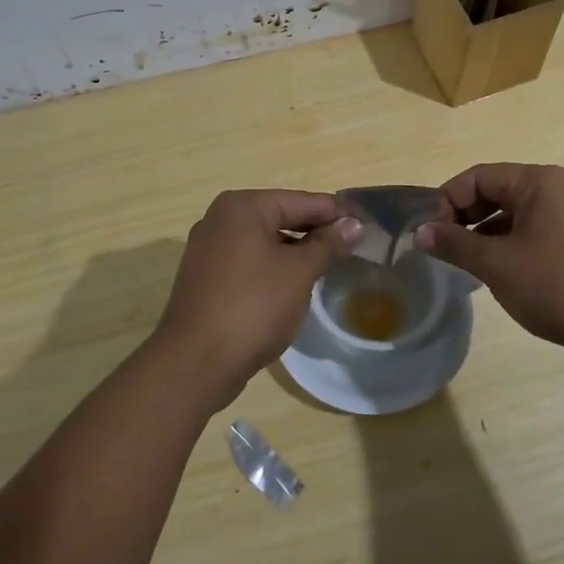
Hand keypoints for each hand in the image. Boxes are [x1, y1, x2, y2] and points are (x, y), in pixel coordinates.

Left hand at [152, 190, 362, 411]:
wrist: (196, 362)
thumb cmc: (253, 306)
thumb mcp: (299, 272)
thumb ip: (328, 244)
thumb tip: (354, 224)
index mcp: (242, 207)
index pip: (301, 201)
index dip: (336, 212)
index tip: (367, 222)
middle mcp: (221, 219)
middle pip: (281, 217)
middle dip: (316, 231)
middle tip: (354, 245)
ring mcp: (209, 249)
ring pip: (265, 241)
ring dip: (296, 251)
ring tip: (331, 264)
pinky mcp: (206, 277)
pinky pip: (249, 262)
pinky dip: (274, 267)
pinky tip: (296, 284)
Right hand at [416, 163, 563, 370]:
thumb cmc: (556, 286)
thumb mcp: (497, 264)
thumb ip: (454, 244)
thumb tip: (419, 232)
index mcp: (538, 182)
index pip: (478, 177)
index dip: (447, 200)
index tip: (427, 232)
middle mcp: (556, 190)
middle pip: (494, 192)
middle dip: (463, 217)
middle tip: (439, 247)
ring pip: (511, 215)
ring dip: (482, 235)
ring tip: (460, 263)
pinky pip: (530, 233)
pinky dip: (506, 246)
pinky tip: (493, 274)